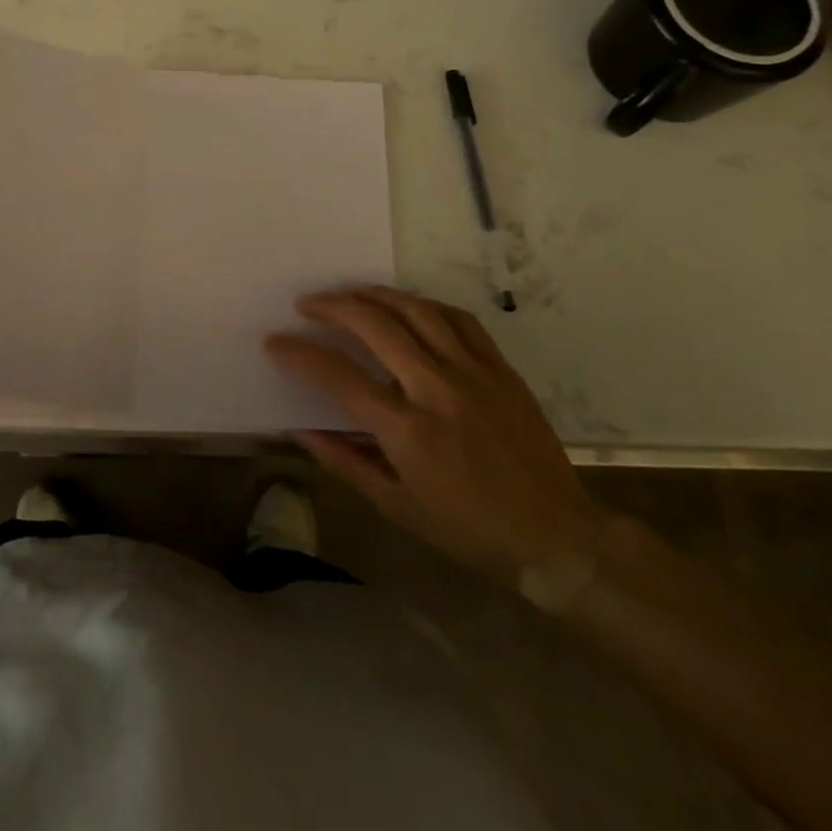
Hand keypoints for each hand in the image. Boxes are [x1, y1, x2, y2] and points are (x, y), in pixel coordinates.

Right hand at [267, 287, 597, 587]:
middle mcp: (437, 391)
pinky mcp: (500, 370)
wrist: (556, 537)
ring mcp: (473, 374)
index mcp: (408, 432)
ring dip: (374, 294)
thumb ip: (345, 462)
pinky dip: (424, 305)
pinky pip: (458, 319)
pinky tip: (407, 306)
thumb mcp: (398, 506)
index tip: (275, 342)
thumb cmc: (469, 529)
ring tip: (348, 293)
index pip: (339, 377)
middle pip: (374, 325)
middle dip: (332, 306)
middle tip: (306, 304)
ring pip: (416, 310)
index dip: (299, 354)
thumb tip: (300, 430)